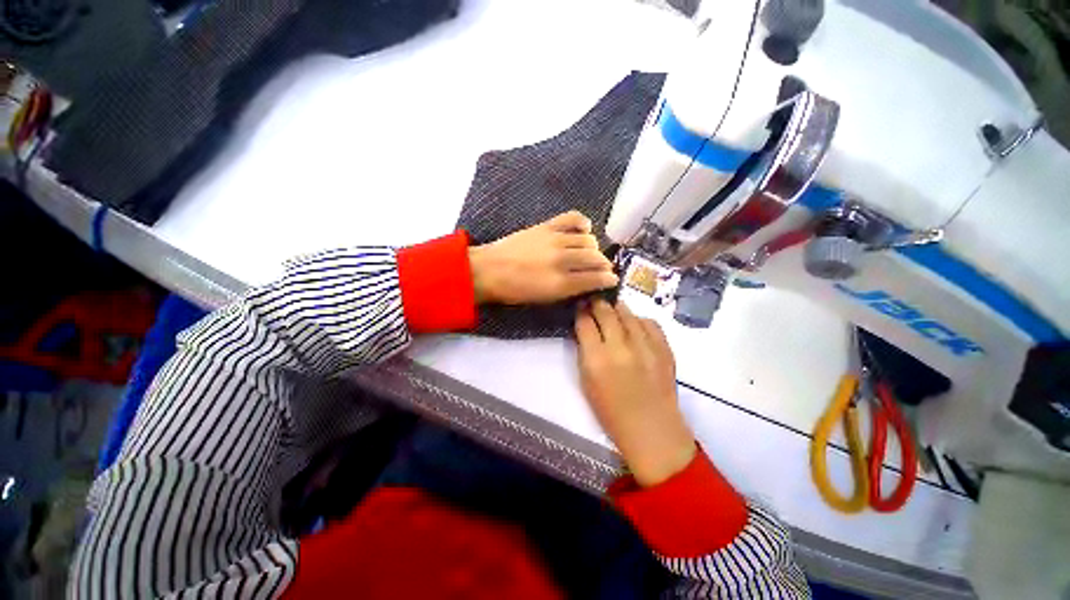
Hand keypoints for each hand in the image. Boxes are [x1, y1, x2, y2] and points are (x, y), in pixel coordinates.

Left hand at [468, 211, 617, 304]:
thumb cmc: (516, 291)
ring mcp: (555, 240)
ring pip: (589, 240)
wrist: (489, 270)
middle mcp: (562, 260)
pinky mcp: (547, 226)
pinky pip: (573, 218)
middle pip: (596, 258)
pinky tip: (584, 230)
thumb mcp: (545, 299)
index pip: (596, 278)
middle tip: (602, 268)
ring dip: (594, 247)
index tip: (612, 279)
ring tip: (589, 253)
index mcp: (561, 283)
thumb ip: (571, 291)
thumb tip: (592, 283)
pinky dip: (583, 223)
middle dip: (604, 264)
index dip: (609, 279)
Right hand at [575, 299, 695, 486]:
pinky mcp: (664, 348)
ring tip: (612, 308)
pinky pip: (649, 322)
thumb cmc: (611, 411)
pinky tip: (634, 324)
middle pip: (606, 311)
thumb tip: (586, 328)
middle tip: (593, 300)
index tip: (579, 307)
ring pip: (627, 312)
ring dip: (617, 308)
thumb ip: (585, 352)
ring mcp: (645, 346)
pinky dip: (638, 320)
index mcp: (596, 359)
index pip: (584, 322)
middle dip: (596, 303)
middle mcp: (620, 347)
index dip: (580, 311)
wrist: (651, 430)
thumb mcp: (587, 382)